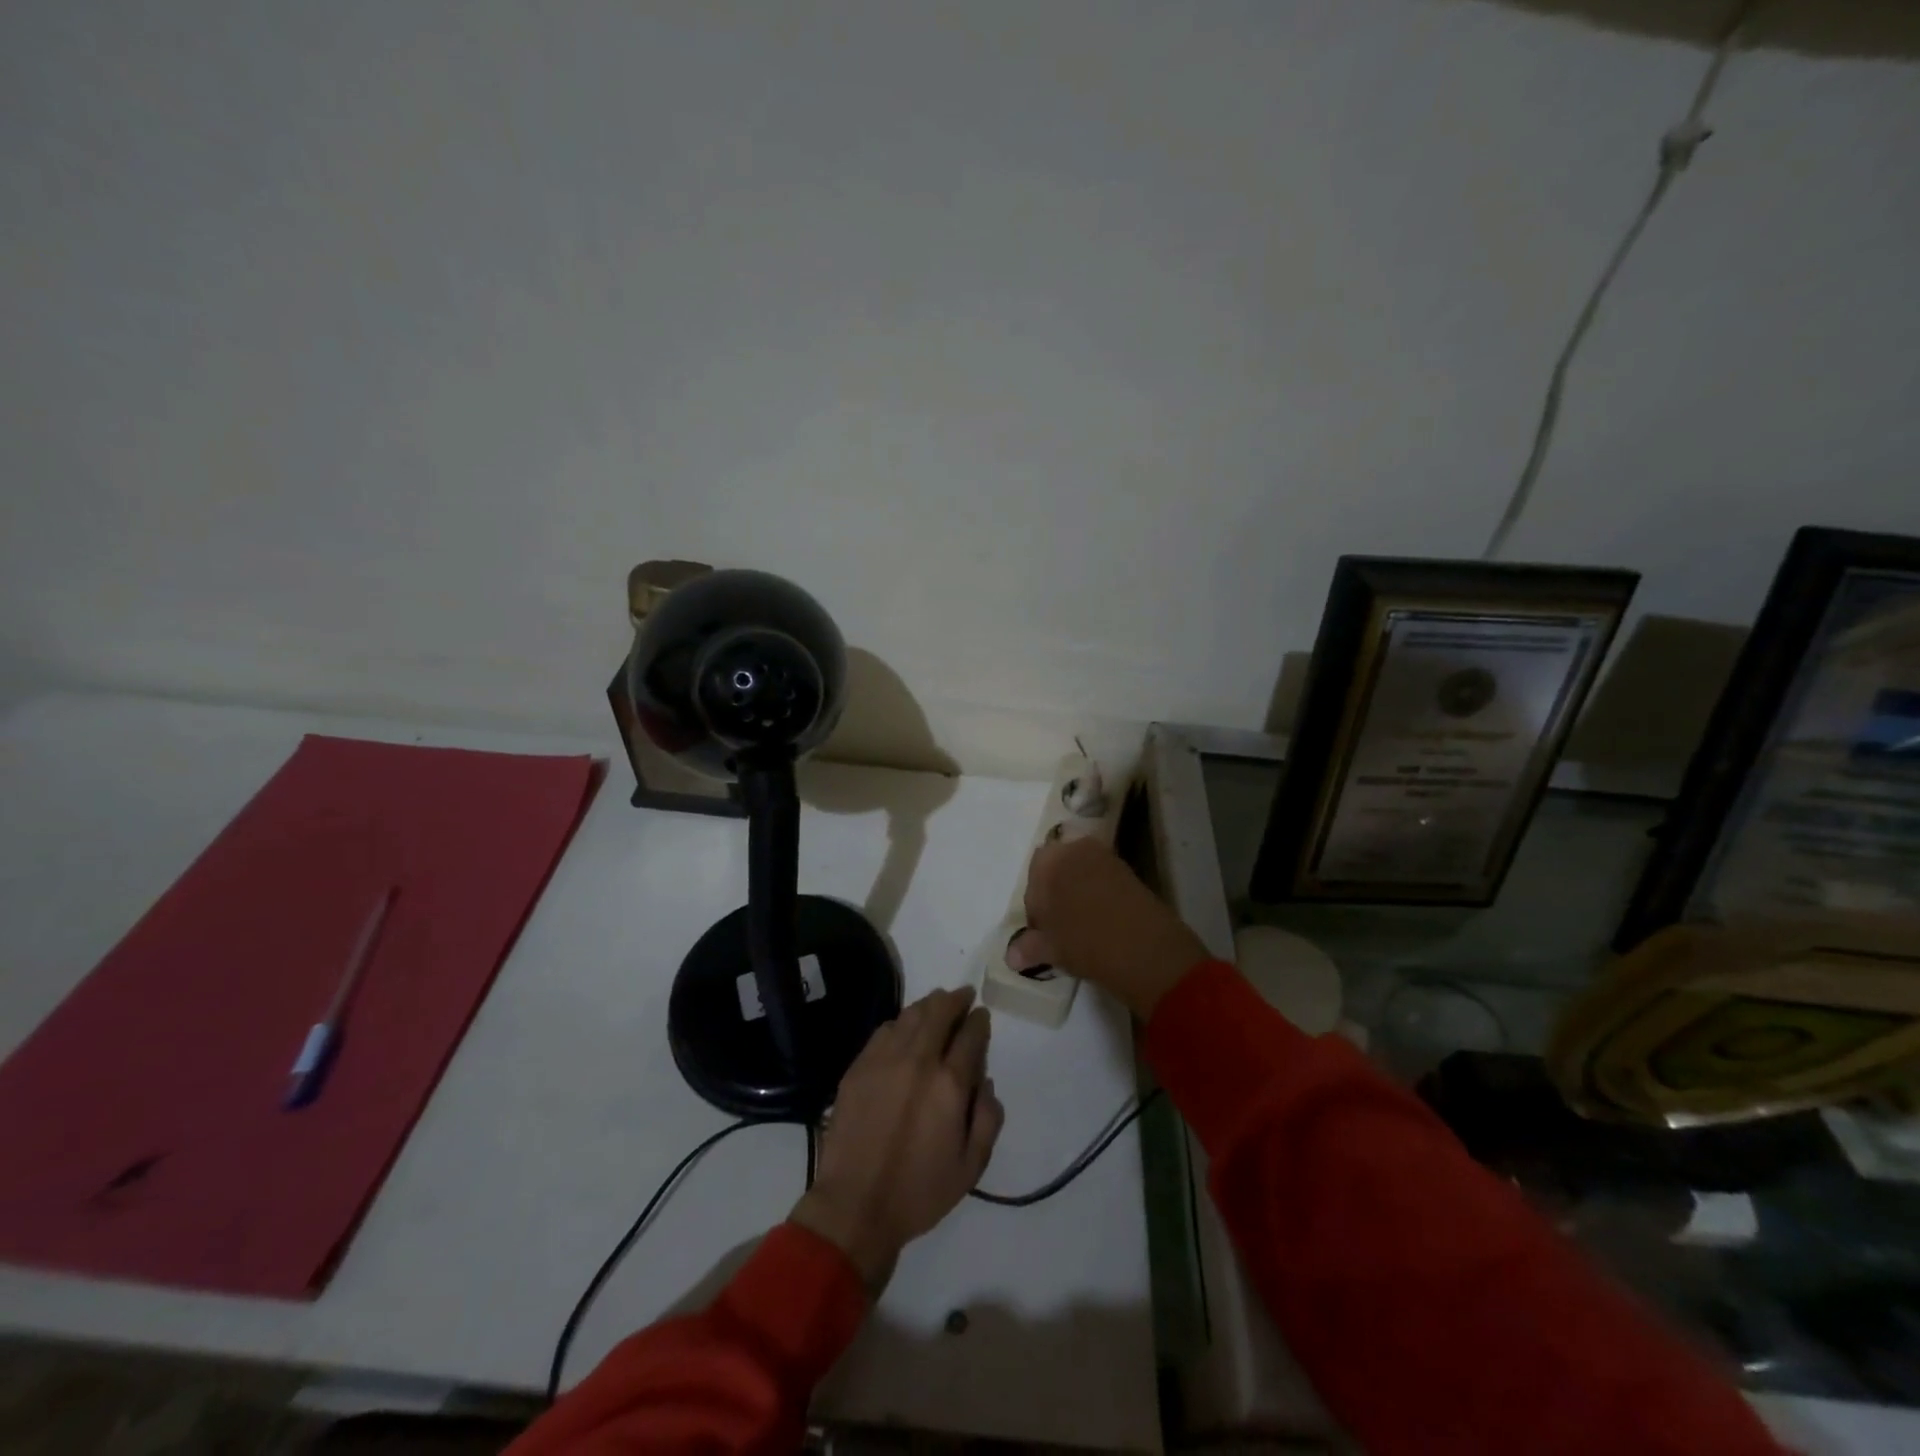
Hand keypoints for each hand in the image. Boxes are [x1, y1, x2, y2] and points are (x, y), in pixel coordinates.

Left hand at [789, 987, 1003, 1293]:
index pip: (971, 1034)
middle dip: (956, 1000)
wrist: (855, 1205)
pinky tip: (905, 1028)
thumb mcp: (971, 1167)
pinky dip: (901, 1022)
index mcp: (950, 1083)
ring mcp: (884, 1059)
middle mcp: (918, 1061)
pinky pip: (884, 1030)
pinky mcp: (859, 1066)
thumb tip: (985, 1082)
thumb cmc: (919, 1191)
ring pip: (911, 1015)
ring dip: (929, 1005)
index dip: (979, 1020)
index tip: (982, 1016)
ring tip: (938, 1003)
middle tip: (964, 996)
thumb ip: (988, 1118)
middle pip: (940, 1011)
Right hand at [1009, 837, 1210, 1018]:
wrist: (1143, 947)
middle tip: (1062, 927)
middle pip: (1056, 870)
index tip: (1045, 932)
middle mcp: (1074, 849)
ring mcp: (1104, 856)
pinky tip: (1103, 921)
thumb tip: (1011, 955)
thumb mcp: (1050, 949)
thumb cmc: (1084, 943)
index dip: (1036, 909)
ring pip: (1081, 873)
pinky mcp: (1128, 869)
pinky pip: (1103, 879)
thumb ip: (1028, 947)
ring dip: (1078, 893)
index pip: (1032, 881)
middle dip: (1056, 894)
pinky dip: (1099, 894)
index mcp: (1047, 862)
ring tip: (1084, 926)